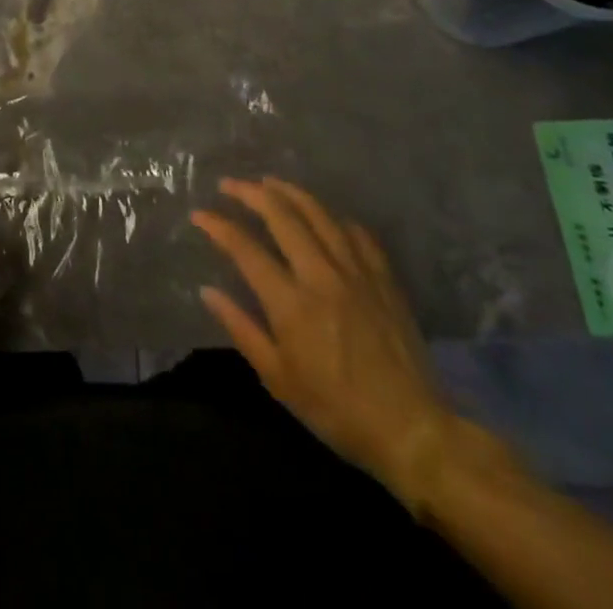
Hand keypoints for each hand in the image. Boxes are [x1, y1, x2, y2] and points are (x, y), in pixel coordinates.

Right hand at [193, 178, 460, 509]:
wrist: (412, 430)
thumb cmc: (336, 410)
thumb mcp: (278, 378)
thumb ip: (241, 328)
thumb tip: (207, 291)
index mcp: (291, 303)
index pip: (245, 248)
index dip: (218, 226)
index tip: (200, 214)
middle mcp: (321, 275)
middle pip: (281, 216)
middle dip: (250, 193)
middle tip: (230, 184)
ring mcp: (356, 272)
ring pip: (319, 213)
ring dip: (289, 192)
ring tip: (269, 182)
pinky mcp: (383, 278)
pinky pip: (356, 233)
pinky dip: (334, 217)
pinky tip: (323, 216)